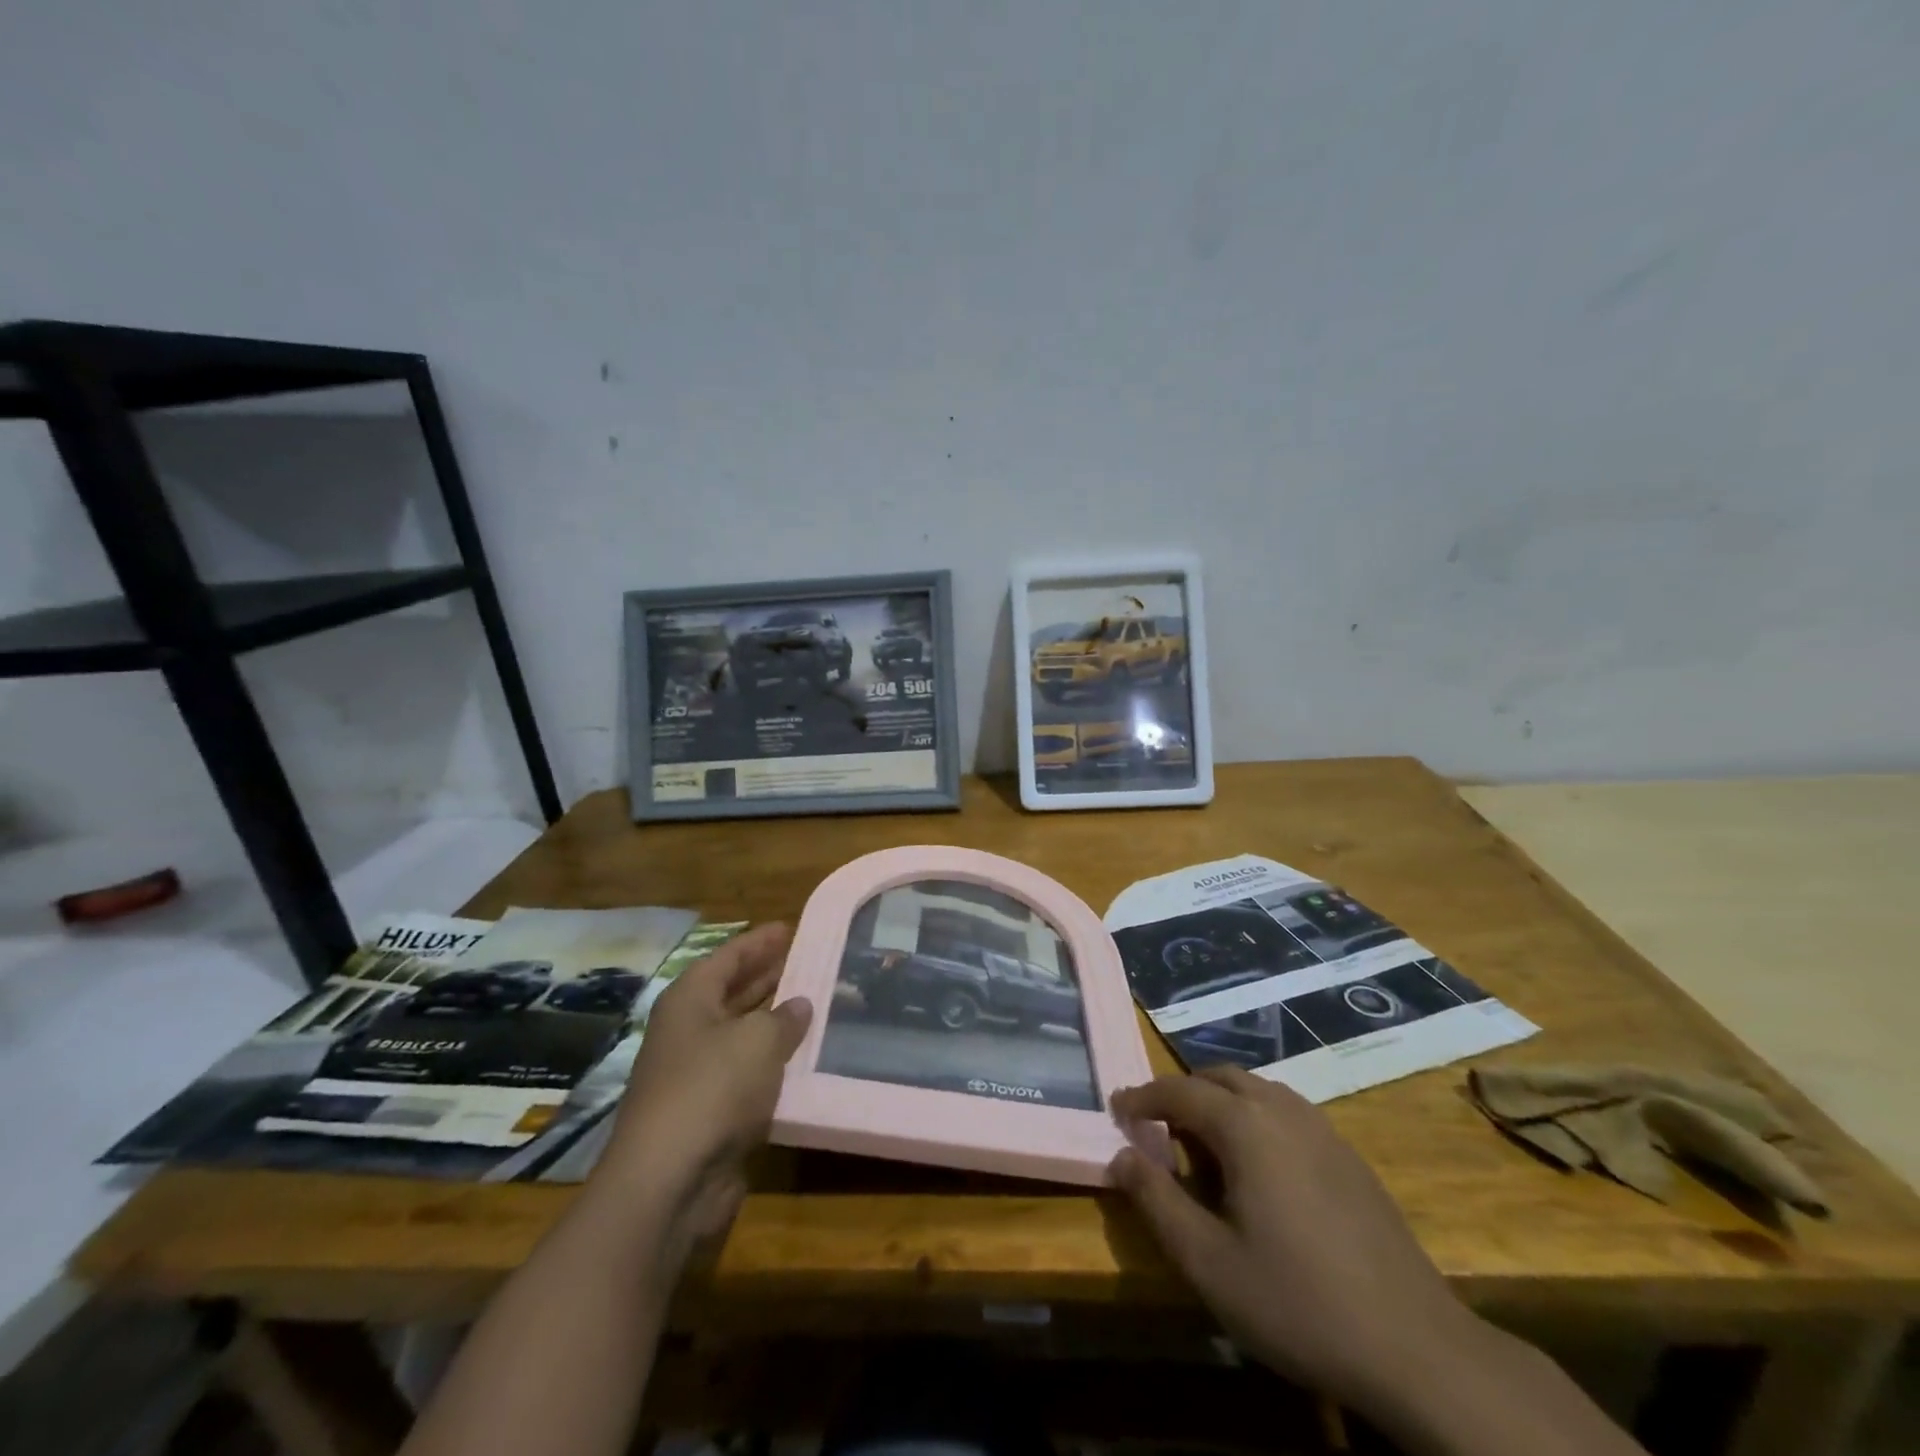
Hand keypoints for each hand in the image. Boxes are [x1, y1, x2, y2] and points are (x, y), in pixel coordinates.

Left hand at [594, 923, 811, 1271]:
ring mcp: (696, 1073)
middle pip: (733, 992)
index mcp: (690, 1000)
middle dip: (769, 976)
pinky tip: (807, 1059)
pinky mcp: (710, 1112)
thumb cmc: (712, 1089)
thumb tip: (799, 1005)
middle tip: (809, 961)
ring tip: (817, 1004)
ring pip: (743, 1034)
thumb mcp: (758, 1040)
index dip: (759, 941)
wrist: (669, 1181)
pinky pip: (749, 1074)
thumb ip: (784, 1017)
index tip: (790, 927)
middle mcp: (689, 1030)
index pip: (729, 957)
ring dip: (775, 1022)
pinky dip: (774, 1064)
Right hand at [1110, 1066, 1475, 1410]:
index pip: (1178, 1090)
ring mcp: (1322, 1128)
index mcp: (1244, 1125)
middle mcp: (1282, 1109)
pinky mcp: (1348, 1155)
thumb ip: (1155, 1200)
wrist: (1415, 1348)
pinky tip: (1259, 1169)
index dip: (1142, 1097)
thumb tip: (1120, 1156)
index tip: (1117, 1110)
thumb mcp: (1207, 1261)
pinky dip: (1255, 1119)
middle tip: (1158, 1129)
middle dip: (1182, 1094)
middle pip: (1219, 1078)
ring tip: (1203, 1147)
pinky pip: (1286, 1113)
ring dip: (1220, 1103)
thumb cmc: (1297, 1301)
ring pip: (1256, 1091)